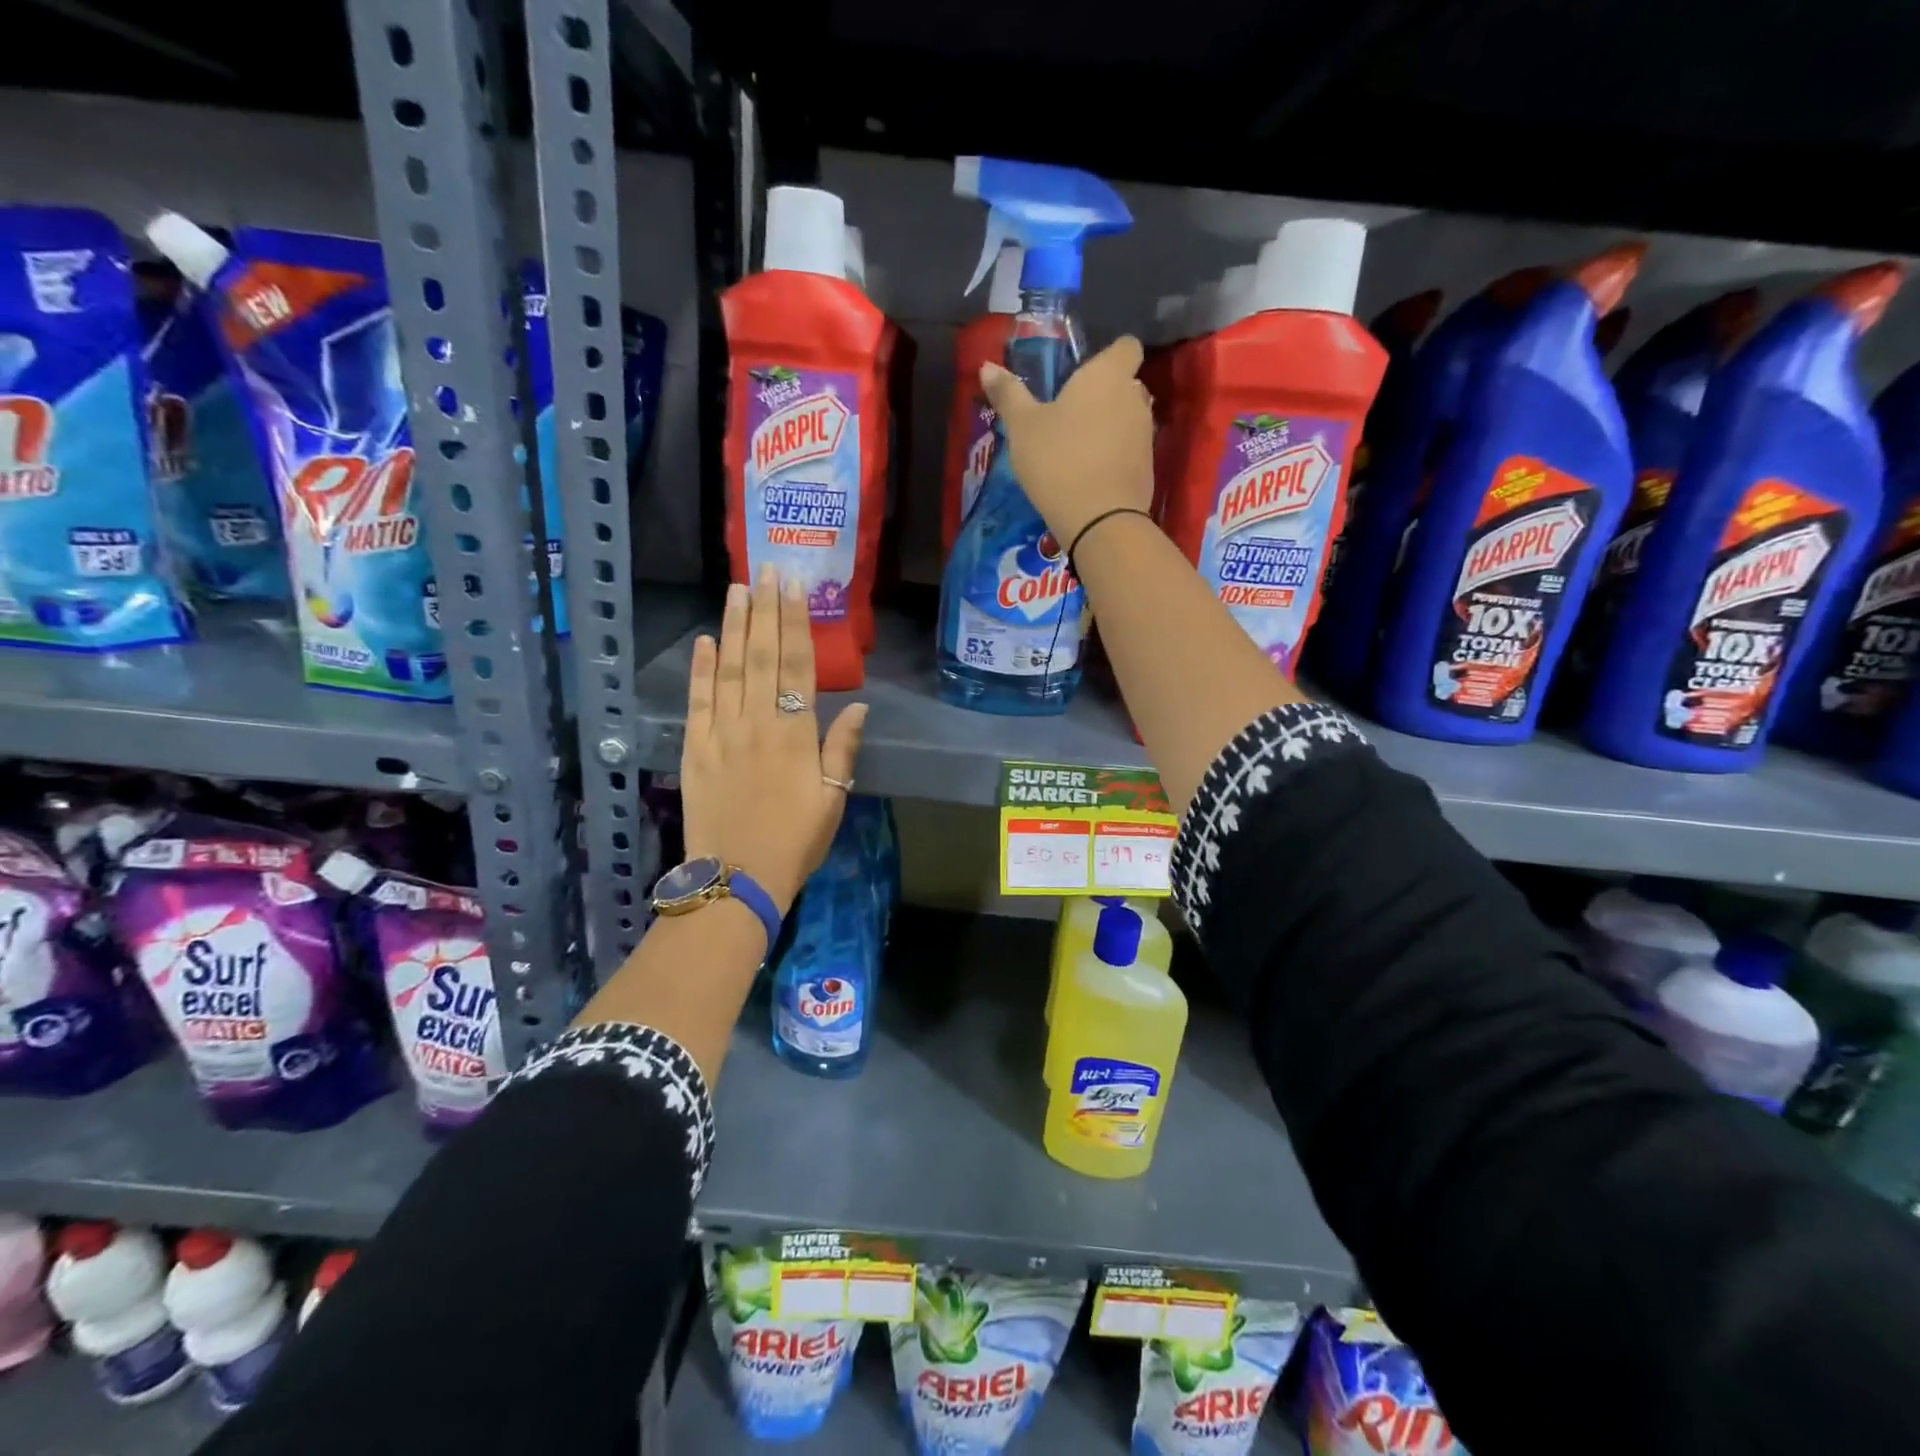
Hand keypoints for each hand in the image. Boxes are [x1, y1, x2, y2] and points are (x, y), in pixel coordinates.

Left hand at [679, 565, 868, 912]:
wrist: (737, 878)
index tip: (794, 587)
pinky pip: (696, 701)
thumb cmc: (795, 841)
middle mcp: (756, 723)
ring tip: (737, 590)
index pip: (796, 666)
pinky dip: (699, 670)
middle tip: (765, 569)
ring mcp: (720, 734)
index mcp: (794, 734)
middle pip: (761, 656)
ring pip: (728, 670)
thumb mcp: (833, 799)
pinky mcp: (694, 749)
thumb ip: (842, 749)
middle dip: (764, 610)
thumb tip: (857, 705)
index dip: (795, 623)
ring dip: (733, 627)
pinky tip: (704, 641)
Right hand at [979, 335, 1154, 548]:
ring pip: (1128, 417)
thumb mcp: (1022, 428)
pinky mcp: (1148, 467)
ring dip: (1110, 425)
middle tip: (1072, 413)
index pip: (1126, 346)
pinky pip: (1130, 449)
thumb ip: (1008, 394)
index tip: (1085, 372)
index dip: (1109, 355)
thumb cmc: (1057, 461)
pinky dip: (1115, 454)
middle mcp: (1134, 396)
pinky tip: (1090, 473)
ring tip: (1078, 446)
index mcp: (1107, 375)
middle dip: (1105, 393)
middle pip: (1126, 383)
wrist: (1100, 520)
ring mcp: (1145, 433)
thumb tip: (987, 366)